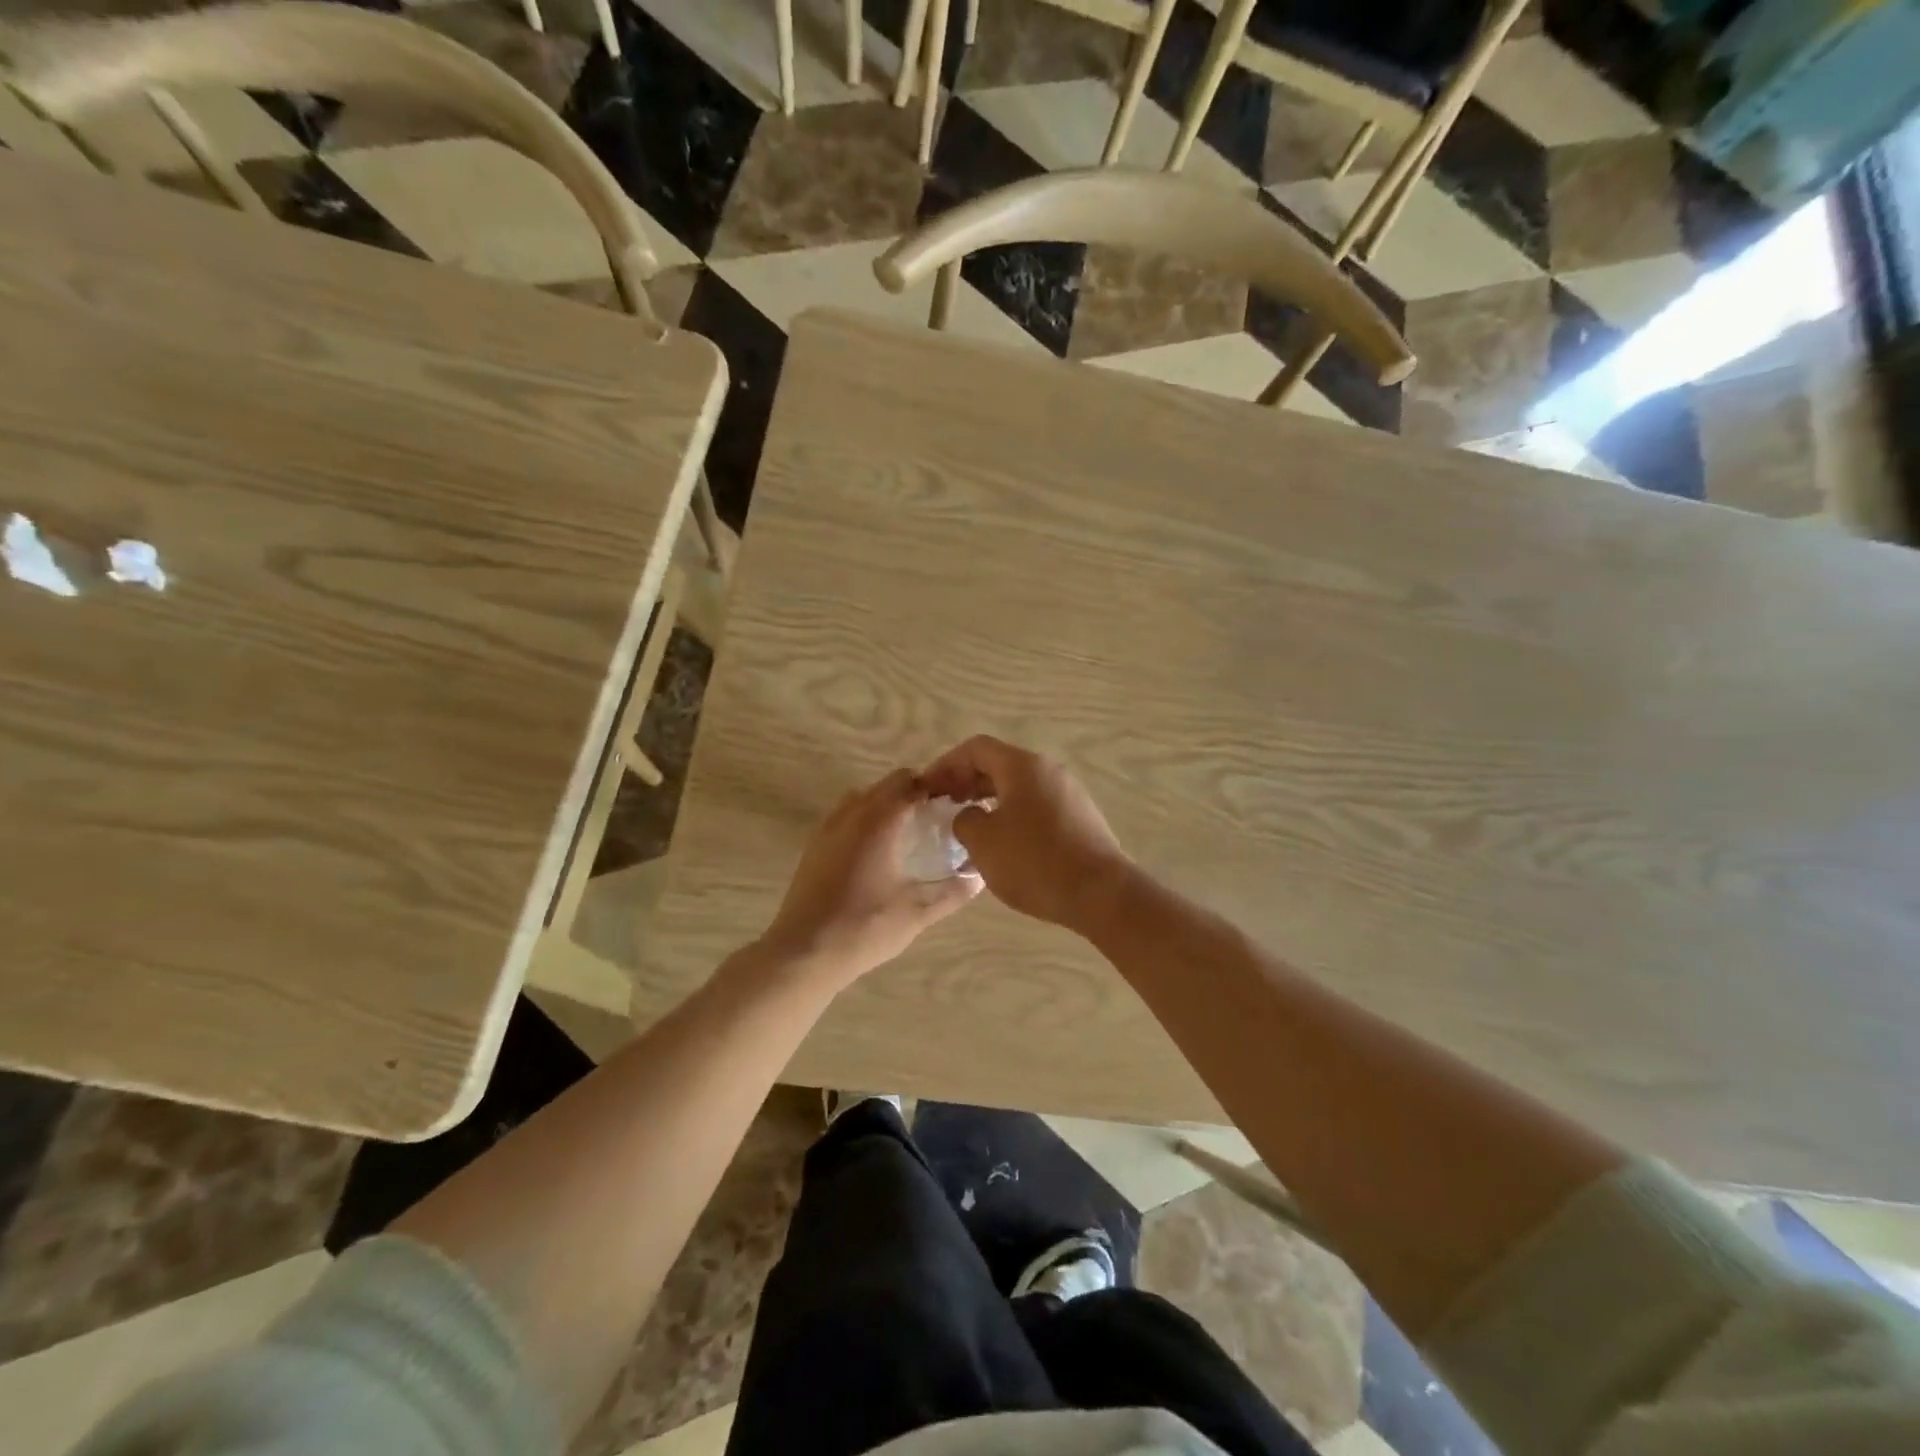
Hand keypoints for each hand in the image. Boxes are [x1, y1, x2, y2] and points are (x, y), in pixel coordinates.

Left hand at [759, 768, 981, 986]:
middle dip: (911, 793)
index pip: (909, 783)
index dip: (933, 787)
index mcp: (879, 821)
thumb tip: (979, 876)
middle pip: (885, 786)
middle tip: (934, 818)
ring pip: (861, 798)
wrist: (803, 952)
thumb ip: (953, 892)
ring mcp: (827, 829)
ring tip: (905, 832)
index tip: (952, 803)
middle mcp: (851, 814)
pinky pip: (843, 817)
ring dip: (884, 804)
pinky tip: (874, 853)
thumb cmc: (865, 927)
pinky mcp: (813, 847)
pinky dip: (862, 820)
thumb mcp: (918, 913)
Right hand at [920, 736, 1131, 934]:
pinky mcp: (1079, 818)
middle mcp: (1047, 770)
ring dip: (987, 799)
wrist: (1101, 893)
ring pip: (1017, 786)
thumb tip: (969, 816)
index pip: (976, 748)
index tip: (927, 788)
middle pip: (998, 764)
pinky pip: (1035, 805)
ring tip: (967, 825)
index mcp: (1022, 766)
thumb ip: (964, 820)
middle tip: (942, 805)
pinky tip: (1001, 844)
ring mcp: (1067, 793)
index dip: (946, 765)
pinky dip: (1010, 814)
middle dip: (966, 781)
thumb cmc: (1035, 862)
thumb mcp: (983, 842)